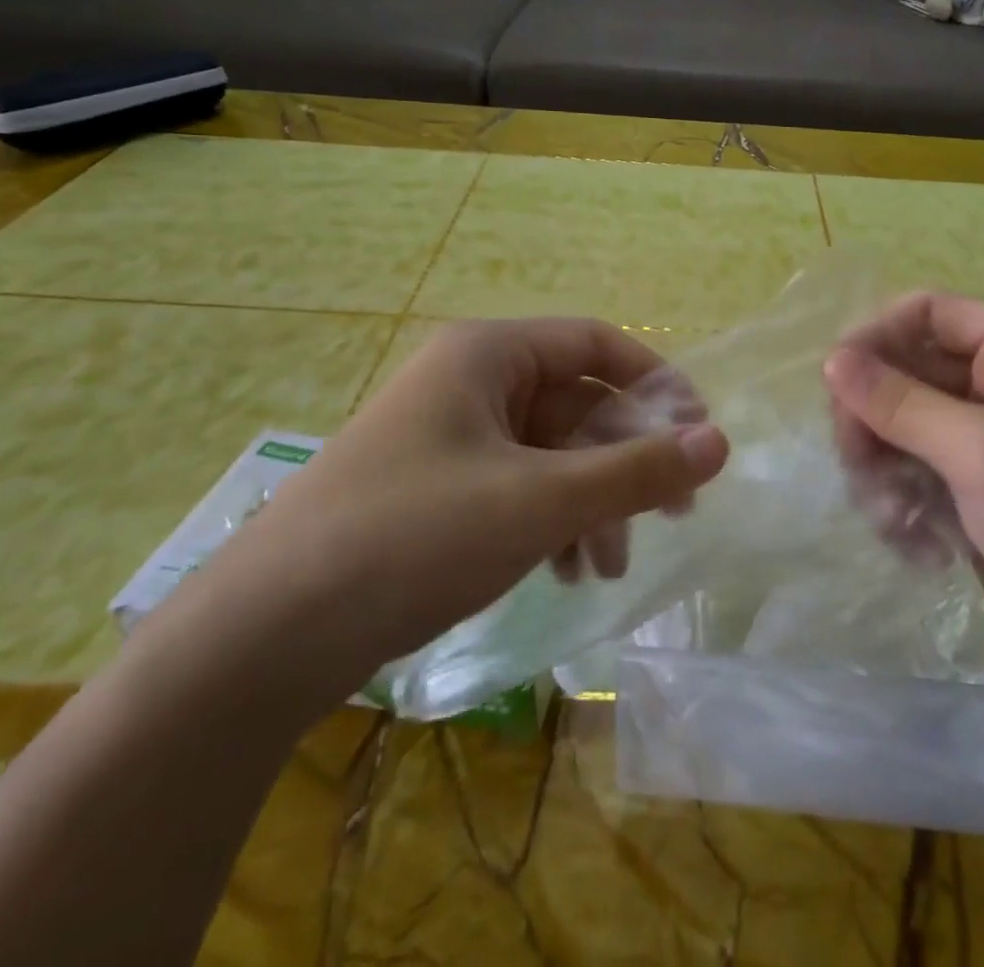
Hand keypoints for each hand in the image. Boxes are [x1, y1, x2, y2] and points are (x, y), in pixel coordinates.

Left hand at [190, 318, 728, 704]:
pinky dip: (553, 522)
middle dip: (625, 459)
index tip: (699, 433)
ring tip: (611, 565)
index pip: (597, 344)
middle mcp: (470, 383)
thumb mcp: (540, 501)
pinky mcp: (436, 490)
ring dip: (593, 501)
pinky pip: (518, 487)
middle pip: (577, 404)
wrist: (262, 640)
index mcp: (489, 355)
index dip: (656, 382)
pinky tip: (568, 572)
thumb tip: (721, 442)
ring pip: (551, 452)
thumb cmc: (413, 537)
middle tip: (676, 510)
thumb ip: (636, 471)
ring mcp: (450, 438)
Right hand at [824, 293, 983, 696]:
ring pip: (902, 426)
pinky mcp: (974, 490)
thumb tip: (831, 361)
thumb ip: (900, 403)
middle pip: (908, 371)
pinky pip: (914, 472)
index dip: (877, 336)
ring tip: (892, 513)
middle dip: (875, 415)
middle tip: (853, 457)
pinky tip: (917, 544)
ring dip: (884, 466)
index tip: (834, 380)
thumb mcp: (982, 451)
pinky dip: (903, 502)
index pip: (929, 313)